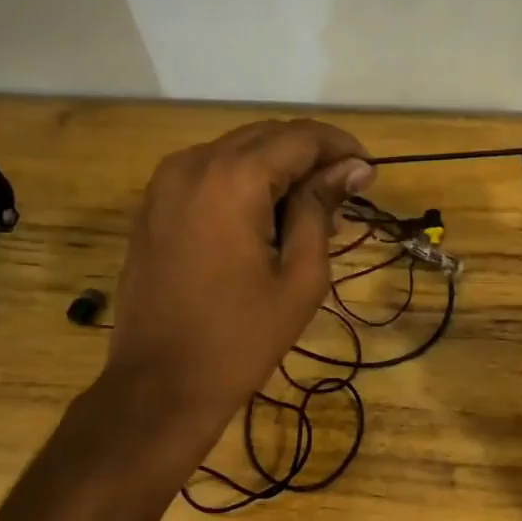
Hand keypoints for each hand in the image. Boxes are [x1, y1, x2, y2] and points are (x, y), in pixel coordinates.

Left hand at [106, 120, 372, 434]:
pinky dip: (242, 183)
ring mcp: (165, 182)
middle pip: (266, 136)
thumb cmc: (240, 338)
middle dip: (310, 156)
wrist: (159, 384)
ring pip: (236, 152)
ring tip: (308, 212)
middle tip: (344, 195)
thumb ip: (321, 209)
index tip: (368, 174)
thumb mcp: (300, 277)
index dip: (340, 147)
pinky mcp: (153, 205)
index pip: (300, 136)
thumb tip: (352, 168)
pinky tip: (264, 218)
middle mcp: (194, 163)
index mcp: (234, 178)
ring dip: (276, 169)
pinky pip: (208, 174)